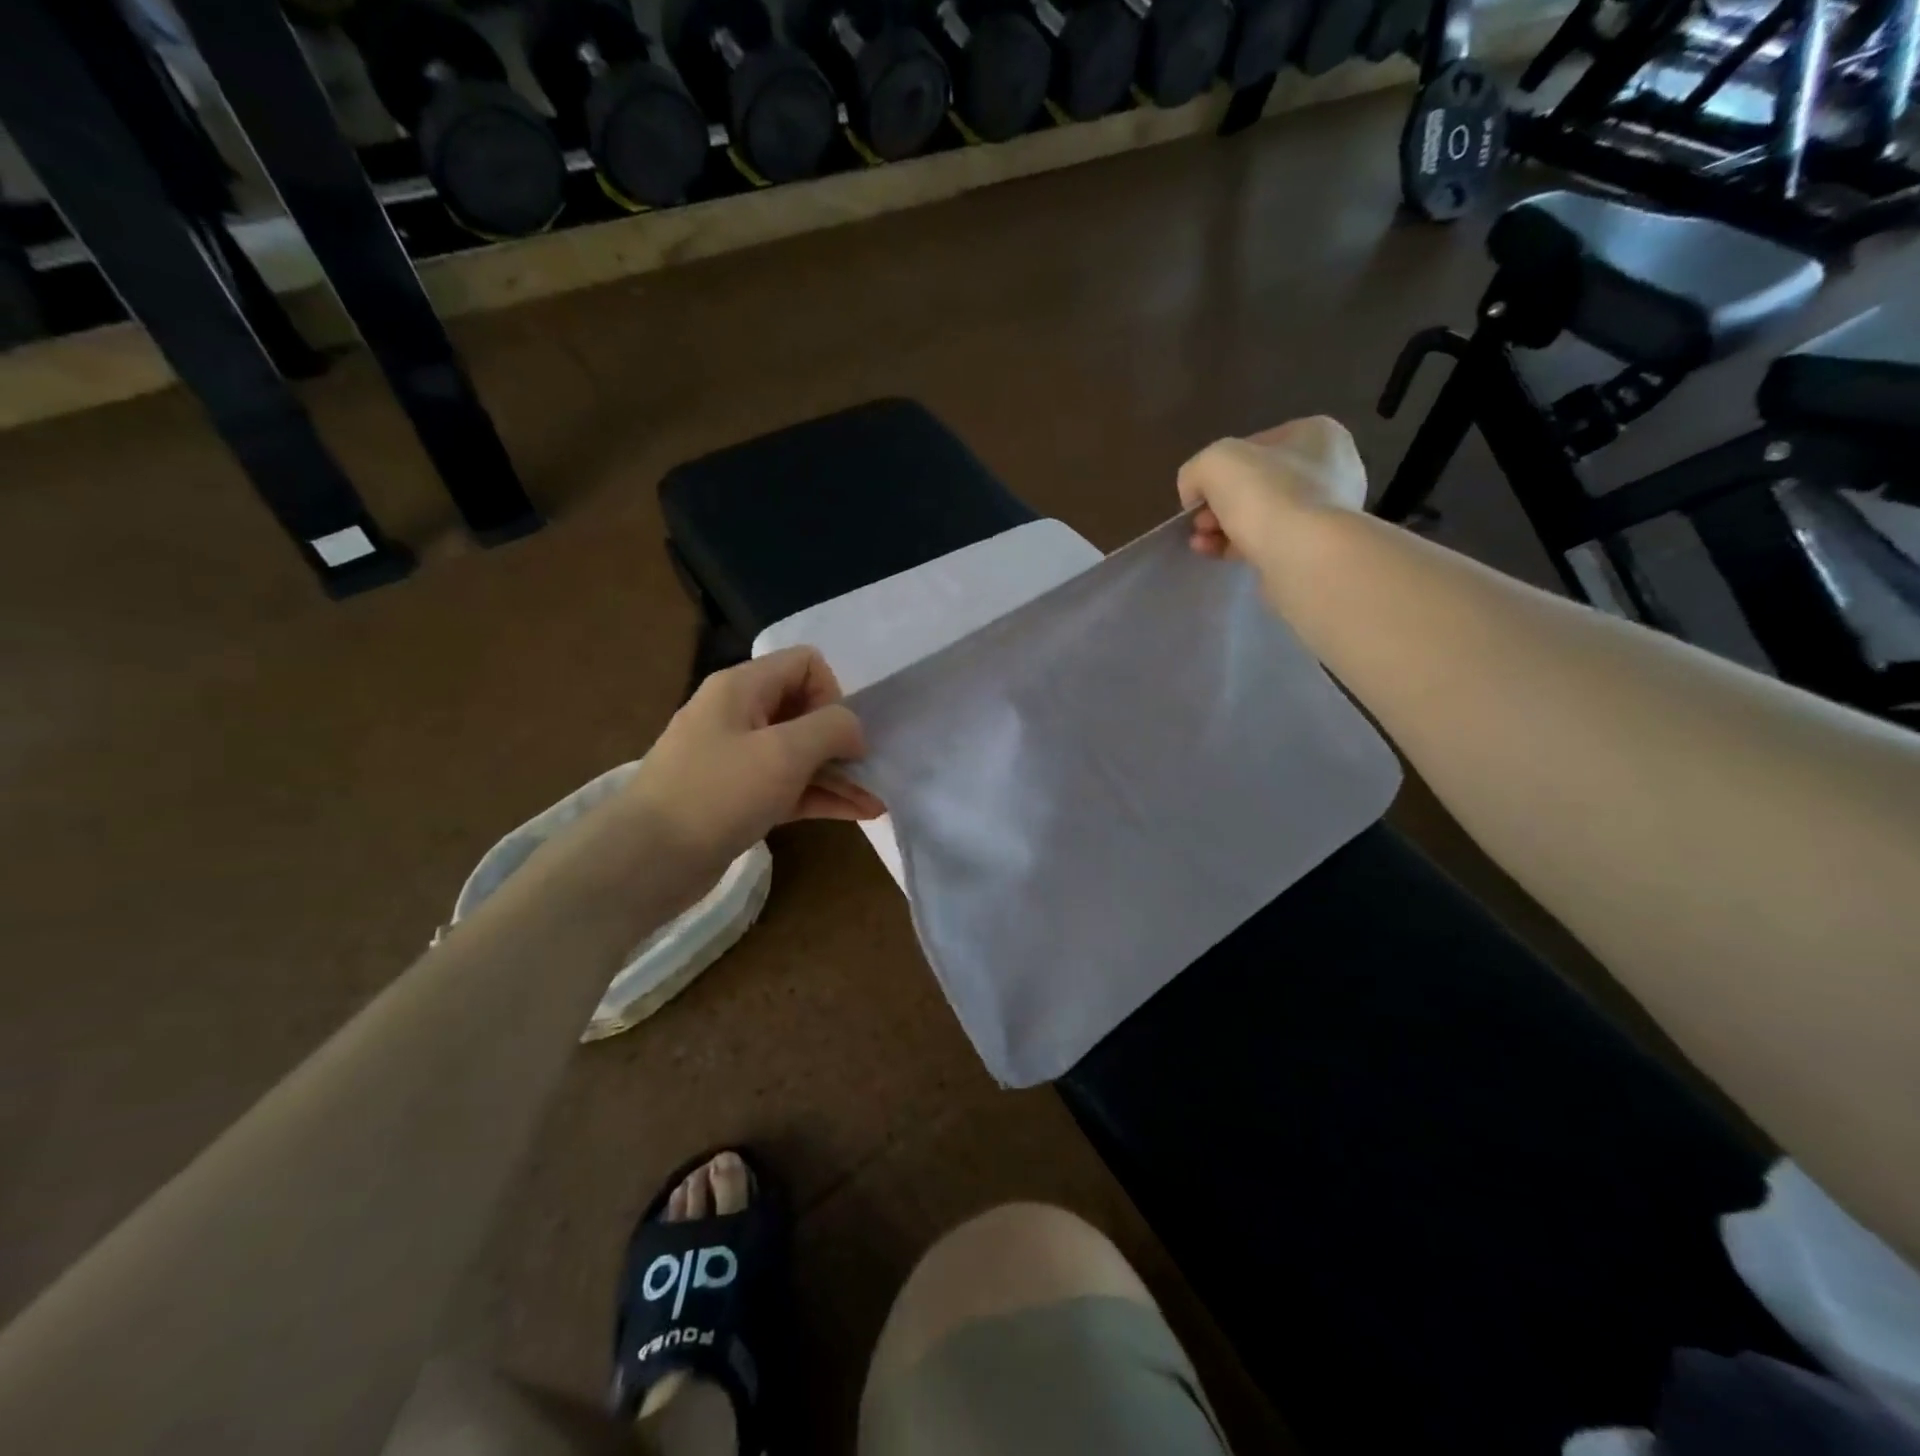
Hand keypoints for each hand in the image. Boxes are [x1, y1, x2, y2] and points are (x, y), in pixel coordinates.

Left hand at [625, 647, 883, 874]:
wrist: (647, 860)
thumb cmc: (718, 794)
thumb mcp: (784, 753)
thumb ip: (831, 728)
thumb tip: (854, 730)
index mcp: (742, 687)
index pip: (805, 664)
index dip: (832, 694)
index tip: (838, 736)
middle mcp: (739, 714)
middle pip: (805, 709)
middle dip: (841, 738)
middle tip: (867, 770)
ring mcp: (737, 758)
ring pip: (800, 754)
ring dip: (839, 772)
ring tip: (877, 797)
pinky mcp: (739, 798)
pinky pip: (789, 786)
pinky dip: (821, 795)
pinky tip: (860, 812)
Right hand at [1178, 417, 1367, 562]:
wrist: (1304, 556)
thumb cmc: (1265, 495)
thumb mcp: (1213, 463)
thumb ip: (1196, 471)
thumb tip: (1195, 494)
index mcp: (1317, 434)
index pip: (1254, 446)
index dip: (1218, 470)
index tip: (1199, 496)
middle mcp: (1333, 468)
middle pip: (1256, 484)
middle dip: (1219, 504)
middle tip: (1199, 524)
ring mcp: (1330, 512)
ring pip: (1261, 515)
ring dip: (1223, 528)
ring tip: (1201, 544)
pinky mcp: (1319, 549)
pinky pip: (1270, 542)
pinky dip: (1240, 547)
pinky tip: (1216, 555)